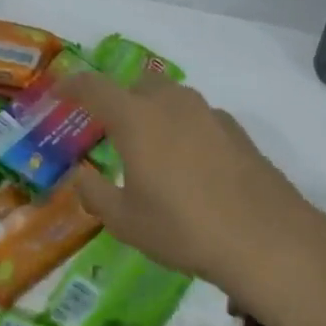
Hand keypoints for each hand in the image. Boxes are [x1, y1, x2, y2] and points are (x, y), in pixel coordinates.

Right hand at [59, 72, 325, 302]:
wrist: (265, 238)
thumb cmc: (182, 228)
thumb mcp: (125, 221)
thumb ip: (95, 194)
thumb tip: (82, 176)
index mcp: (137, 119)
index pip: (95, 88)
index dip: (73, 86)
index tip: (61, 92)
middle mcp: (173, 105)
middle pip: (138, 86)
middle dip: (120, 100)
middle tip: (111, 130)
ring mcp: (210, 115)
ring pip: (173, 99)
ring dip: (155, 113)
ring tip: (152, 150)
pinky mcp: (237, 132)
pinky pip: (199, 119)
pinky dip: (185, 130)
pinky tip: (190, 166)